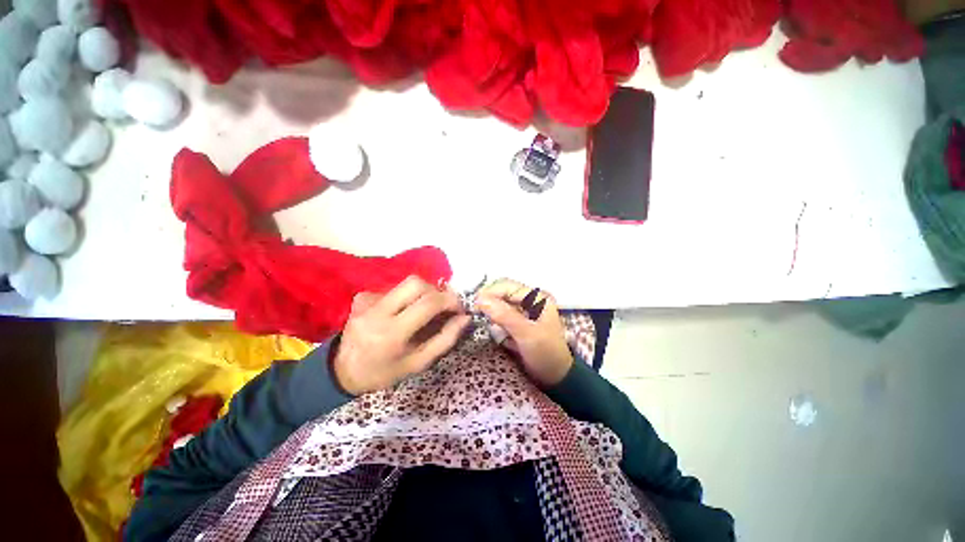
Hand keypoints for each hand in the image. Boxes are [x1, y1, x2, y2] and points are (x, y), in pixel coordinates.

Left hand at [332, 276, 470, 394]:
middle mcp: (377, 311)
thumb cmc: (385, 372)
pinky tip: (401, 313)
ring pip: (406, 283)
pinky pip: (394, 289)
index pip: (428, 303)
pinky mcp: (362, 296)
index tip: (458, 308)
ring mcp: (367, 300)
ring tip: (421, 312)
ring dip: (422, 294)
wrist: (343, 371)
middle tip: (441, 307)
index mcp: (391, 333)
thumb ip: (445, 339)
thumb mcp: (419, 363)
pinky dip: (406, 298)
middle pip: (416, 283)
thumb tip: (465, 318)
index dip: (450, 301)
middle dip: (436, 292)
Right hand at [475, 279, 573, 387]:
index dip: (490, 292)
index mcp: (537, 297)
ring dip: (491, 311)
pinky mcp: (519, 321)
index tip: (474, 305)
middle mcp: (531, 299)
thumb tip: (480, 299)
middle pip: (503, 292)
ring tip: (483, 321)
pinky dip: (496, 320)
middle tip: (475, 312)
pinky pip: (502, 315)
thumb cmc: (545, 354)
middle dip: (489, 301)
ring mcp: (525, 310)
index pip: (508, 286)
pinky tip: (494, 328)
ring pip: (501, 303)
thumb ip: (504, 315)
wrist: (556, 376)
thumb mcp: (526, 334)